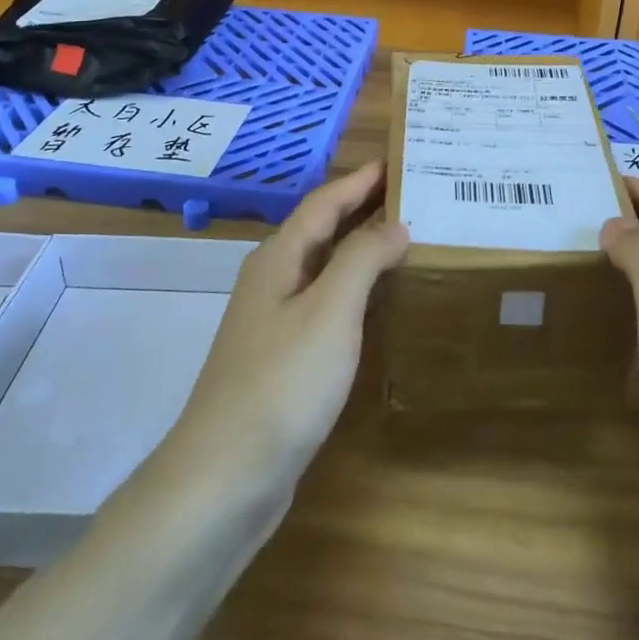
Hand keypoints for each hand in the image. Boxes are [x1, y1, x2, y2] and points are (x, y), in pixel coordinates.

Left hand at [166, 161, 408, 502]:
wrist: (224, 478)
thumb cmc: (282, 384)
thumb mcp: (329, 312)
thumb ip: (362, 259)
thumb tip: (395, 223)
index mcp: (279, 259)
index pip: (324, 203)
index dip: (360, 181)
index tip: (398, 161)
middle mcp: (273, 281)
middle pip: (322, 230)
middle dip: (363, 208)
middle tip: (413, 195)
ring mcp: (274, 322)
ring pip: (324, 268)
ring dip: (361, 248)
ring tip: (406, 239)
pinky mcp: (283, 358)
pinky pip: (325, 304)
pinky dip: (355, 289)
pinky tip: (378, 302)